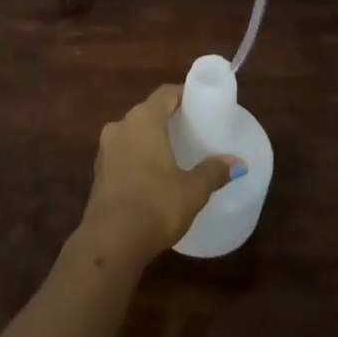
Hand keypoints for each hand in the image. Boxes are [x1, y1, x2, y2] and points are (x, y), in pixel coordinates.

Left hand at [76, 85, 240, 266]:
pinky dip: (137, 155)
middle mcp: (121, 126)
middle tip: (191, 128)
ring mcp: (105, 149)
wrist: (109, 243)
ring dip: (150, 137)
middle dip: (168, 117)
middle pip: (148, 111)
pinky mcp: (98, 171)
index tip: (200, 103)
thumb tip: (239, 163)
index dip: (183, 94)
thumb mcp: (192, 190)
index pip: (165, 94)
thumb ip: (214, 172)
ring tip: (174, 151)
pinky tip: (152, 173)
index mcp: (143, 120)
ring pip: (133, 132)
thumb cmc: (155, 206)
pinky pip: (122, 152)